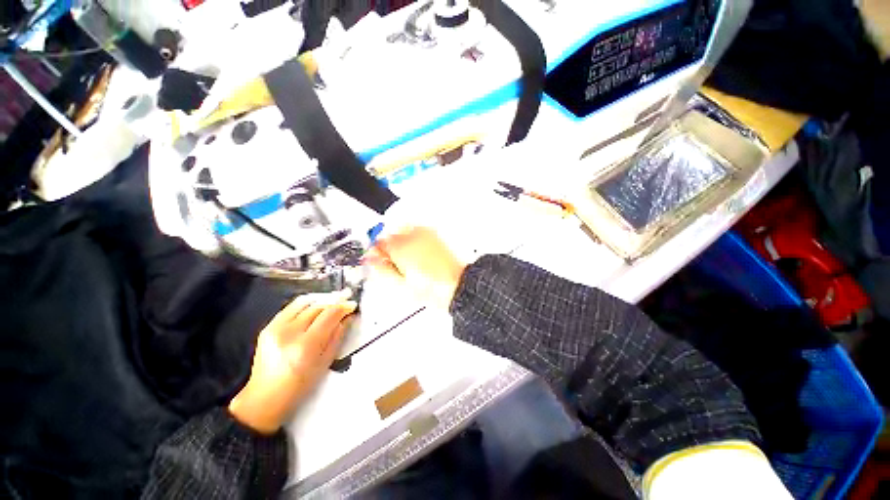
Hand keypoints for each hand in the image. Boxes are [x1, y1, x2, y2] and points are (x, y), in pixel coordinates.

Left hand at [228, 291, 356, 433]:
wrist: (265, 396)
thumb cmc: (299, 385)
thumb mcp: (325, 362)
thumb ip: (337, 336)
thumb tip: (347, 318)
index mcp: (305, 346)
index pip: (329, 315)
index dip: (343, 307)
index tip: (352, 305)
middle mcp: (289, 333)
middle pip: (318, 307)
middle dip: (335, 301)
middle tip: (346, 298)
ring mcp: (276, 328)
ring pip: (304, 302)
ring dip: (322, 299)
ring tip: (333, 299)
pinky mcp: (268, 327)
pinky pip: (291, 307)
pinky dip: (307, 303)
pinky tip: (315, 304)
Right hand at [364, 226, 465, 309]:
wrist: (455, 285)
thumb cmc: (432, 287)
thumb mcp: (400, 284)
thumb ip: (382, 269)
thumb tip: (371, 261)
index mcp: (400, 248)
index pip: (379, 242)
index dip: (375, 252)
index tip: (377, 260)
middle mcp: (411, 236)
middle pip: (390, 235)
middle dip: (388, 247)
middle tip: (393, 262)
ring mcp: (424, 233)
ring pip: (403, 230)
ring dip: (400, 242)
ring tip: (407, 259)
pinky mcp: (434, 235)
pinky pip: (417, 231)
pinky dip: (413, 239)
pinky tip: (417, 253)